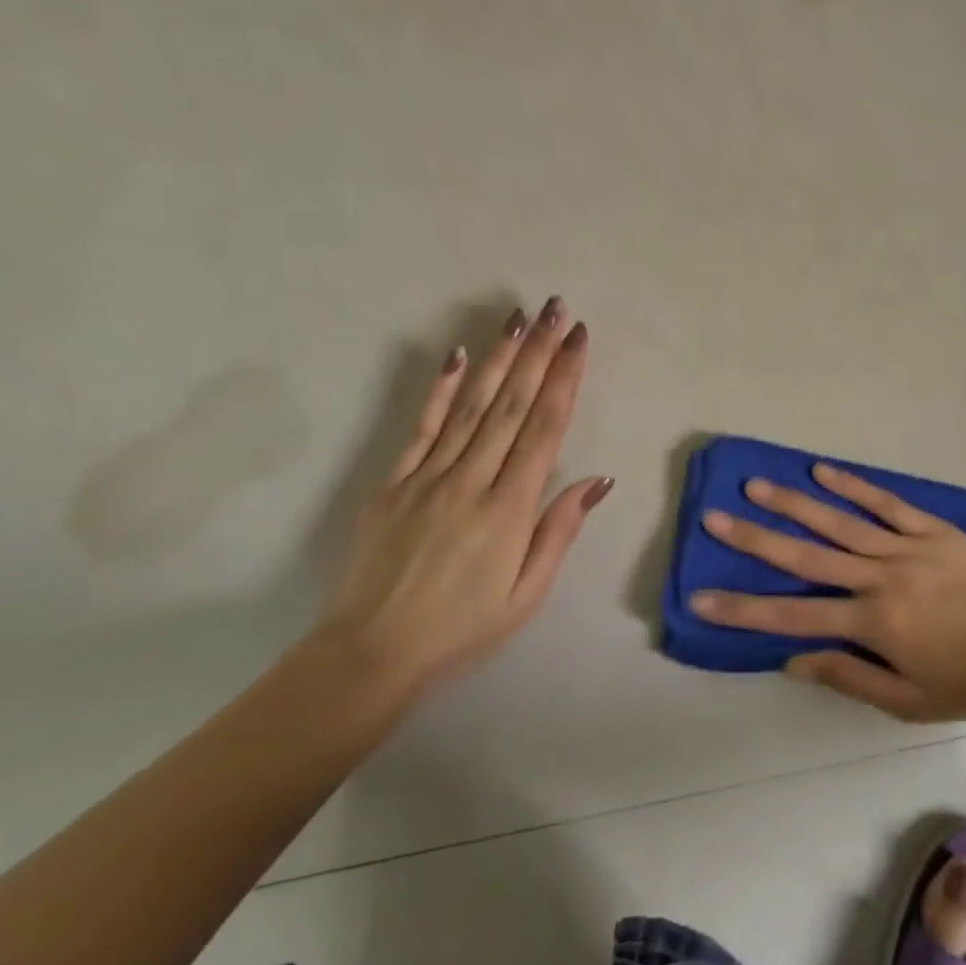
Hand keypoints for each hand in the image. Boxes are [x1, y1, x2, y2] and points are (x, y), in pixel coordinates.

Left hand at [315, 297, 611, 700]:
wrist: (369, 654)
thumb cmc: (462, 630)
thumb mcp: (526, 594)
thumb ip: (558, 531)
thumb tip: (596, 479)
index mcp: (509, 510)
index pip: (544, 429)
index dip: (564, 379)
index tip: (579, 340)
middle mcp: (471, 482)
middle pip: (511, 405)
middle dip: (539, 352)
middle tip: (558, 310)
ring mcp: (427, 478)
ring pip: (470, 406)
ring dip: (499, 358)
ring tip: (520, 319)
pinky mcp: (393, 483)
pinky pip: (422, 428)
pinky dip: (441, 389)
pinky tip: (458, 356)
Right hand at [690, 464, 965, 720]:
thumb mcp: (907, 701)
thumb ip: (849, 677)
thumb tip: (793, 659)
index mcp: (871, 623)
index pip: (793, 617)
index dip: (743, 610)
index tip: (701, 598)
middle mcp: (879, 578)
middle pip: (806, 557)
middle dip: (755, 540)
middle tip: (714, 518)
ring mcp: (905, 547)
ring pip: (839, 522)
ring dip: (794, 503)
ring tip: (756, 485)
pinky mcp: (930, 529)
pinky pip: (886, 503)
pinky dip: (853, 486)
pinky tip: (822, 469)